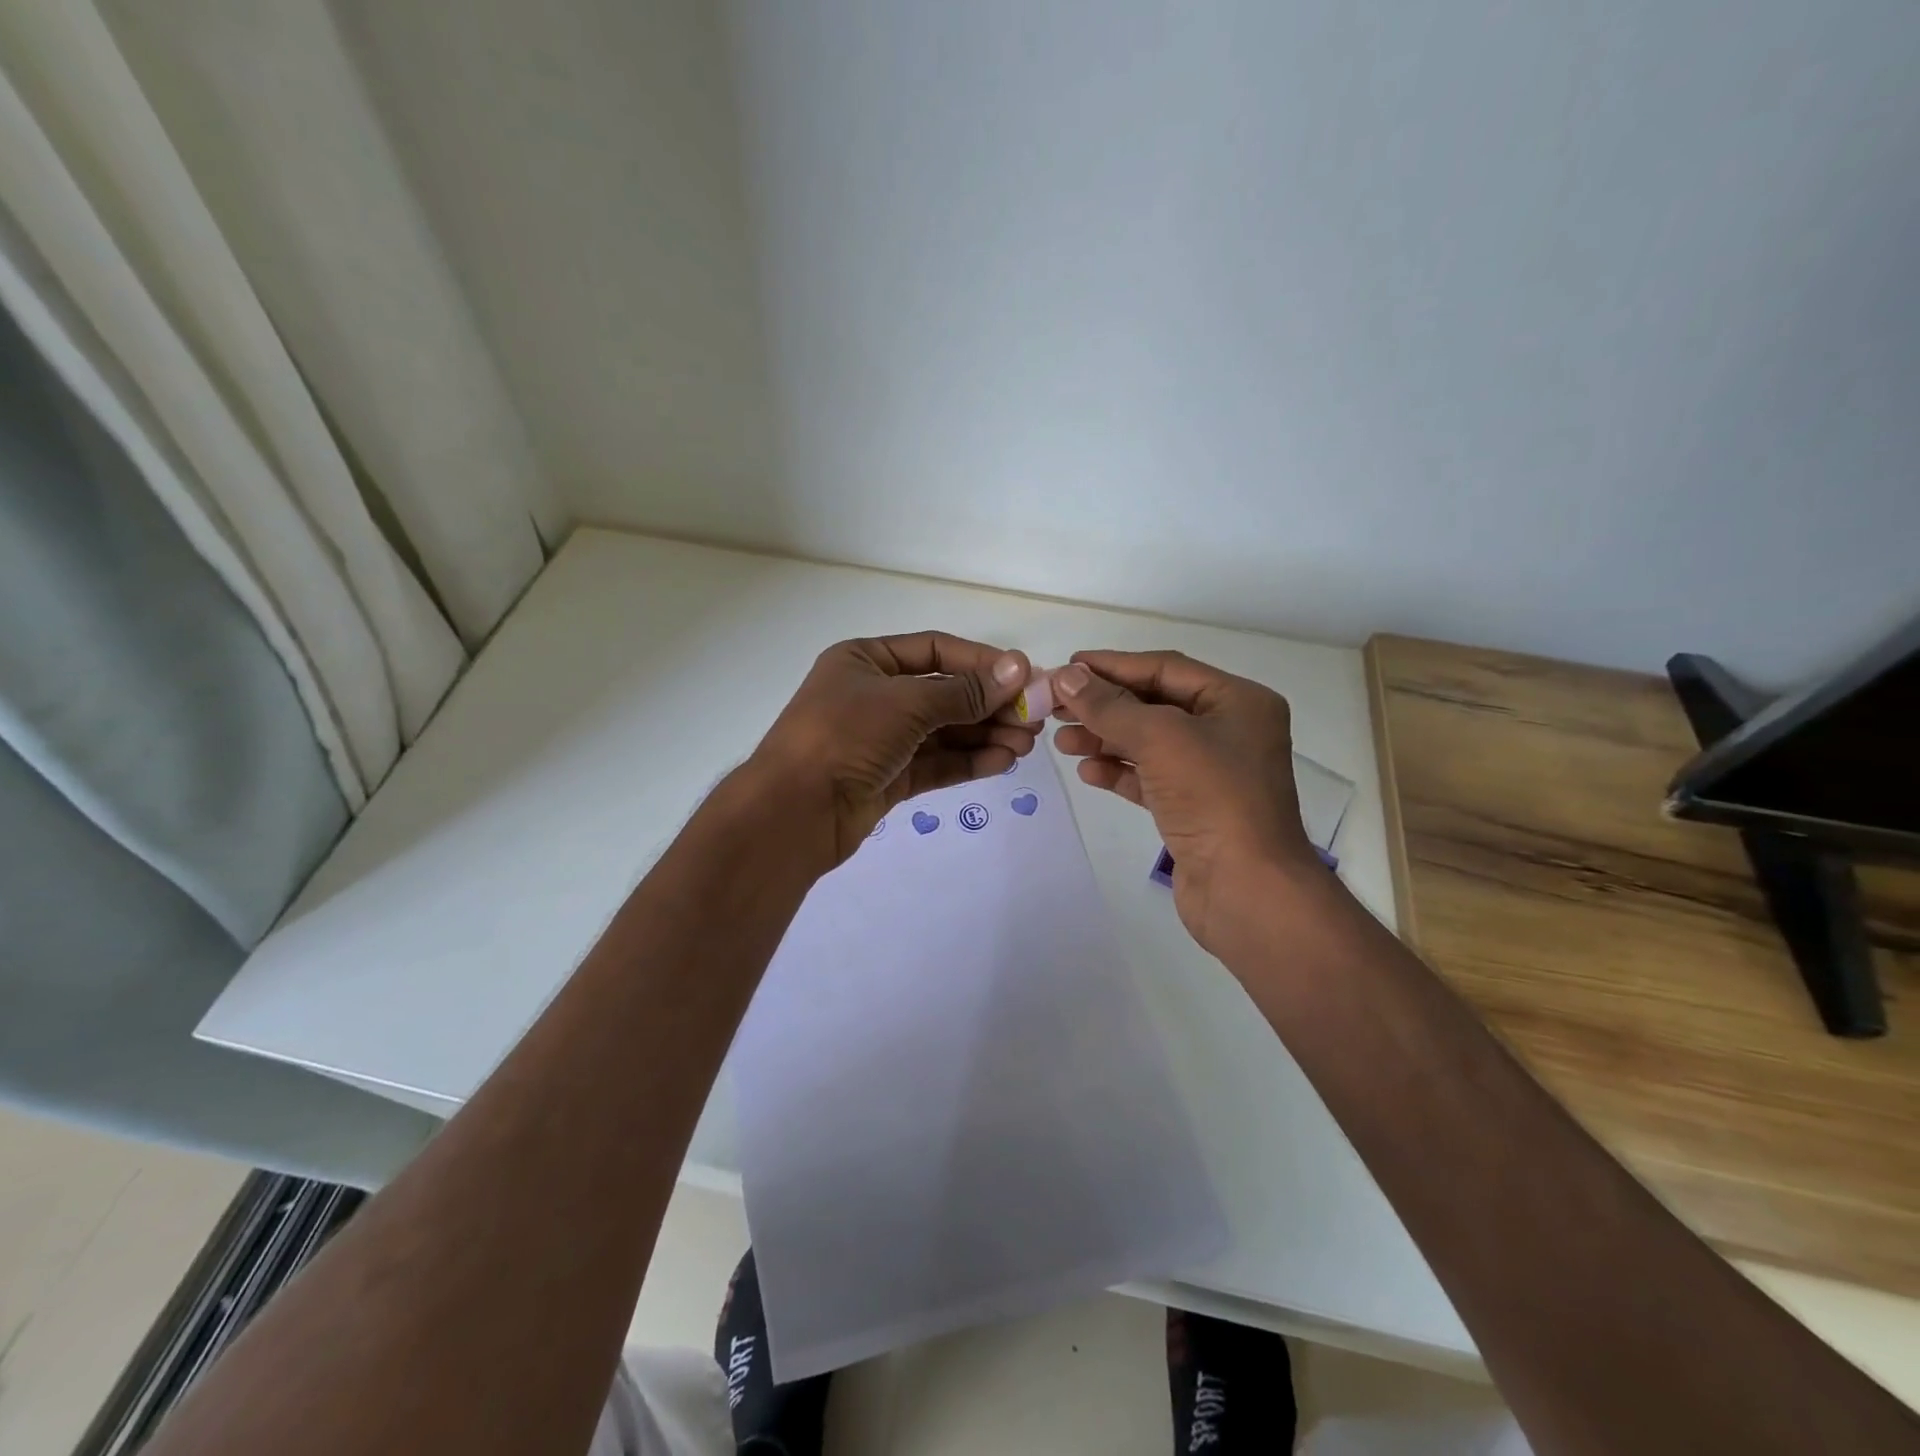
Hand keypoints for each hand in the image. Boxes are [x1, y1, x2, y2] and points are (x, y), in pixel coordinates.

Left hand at [751, 632, 1039, 867]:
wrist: (793, 813)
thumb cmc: (844, 737)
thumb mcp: (906, 704)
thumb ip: (964, 692)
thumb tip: (1018, 669)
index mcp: (865, 660)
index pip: (935, 651)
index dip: (981, 662)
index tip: (1023, 677)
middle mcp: (873, 695)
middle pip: (943, 694)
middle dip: (989, 705)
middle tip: (1034, 717)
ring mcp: (881, 739)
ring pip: (943, 732)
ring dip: (985, 735)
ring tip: (1026, 743)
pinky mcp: (888, 778)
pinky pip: (935, 763)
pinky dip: (968, 761)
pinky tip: (1002, 761)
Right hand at [1050, 651, 1319, 957]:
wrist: (1247, 889)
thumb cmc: (1213, 799)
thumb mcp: (1160, 739)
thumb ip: (1110, 707)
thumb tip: (1066, 677)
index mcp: (1237, 701)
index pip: (1166, 668)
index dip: (1114, 665)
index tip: (1068, 665)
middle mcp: (1228, 730)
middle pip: (1154, 704)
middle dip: (1104, 705)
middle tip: (1055, 706)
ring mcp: (1212, 772)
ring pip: (1148, 743)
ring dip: (1105, 739)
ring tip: (1061, 741)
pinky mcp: (1194, 808)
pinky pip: (1149, 778)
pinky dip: (1119, 772)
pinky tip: (1087, 771)